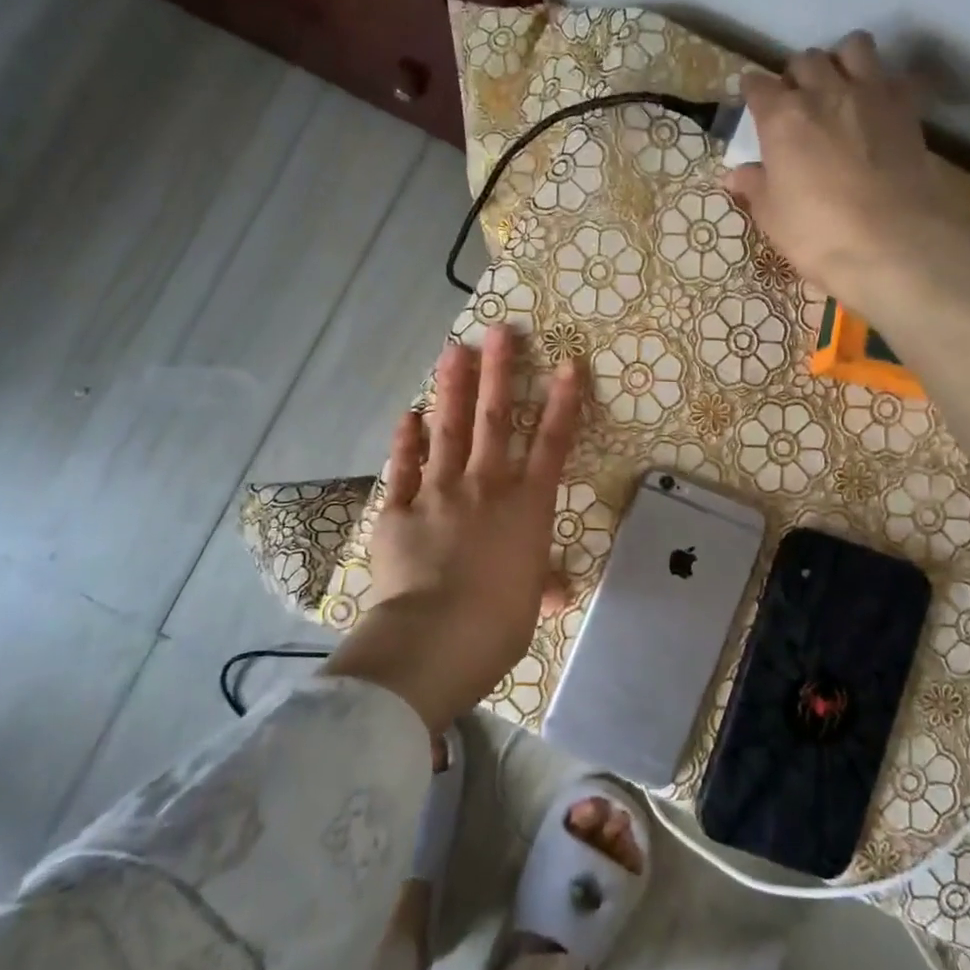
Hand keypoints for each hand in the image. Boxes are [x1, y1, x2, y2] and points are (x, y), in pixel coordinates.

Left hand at [323, 325, 582, 729]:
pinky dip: (406, 441)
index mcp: (527, 507)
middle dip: (500, 372)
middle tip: (500, 331)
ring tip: (454, 350)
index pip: (553, 445)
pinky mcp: (400, 509)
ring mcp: (440, 492)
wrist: (436, 638)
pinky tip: (408, 415)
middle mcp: (486, 487)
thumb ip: (541, 585)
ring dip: (452, 388)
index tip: (569, 364)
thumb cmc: (498, 623)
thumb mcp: (529, 603)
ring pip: (449, 430)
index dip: (564, 402)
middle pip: (496, 419)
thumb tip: (559, 591)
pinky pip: (404, 468)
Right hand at [722, 32, 969, 330]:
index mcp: (782, 117)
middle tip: (797, 102)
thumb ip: (755, 187)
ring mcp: (871, 95)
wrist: (893, 246)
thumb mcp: (773, 217)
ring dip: (842, 61)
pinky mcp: (907, 109)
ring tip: (839, 89)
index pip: (758, 85)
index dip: (753, 91)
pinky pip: (894, 76)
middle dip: (797, 75)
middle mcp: (824, 93)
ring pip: (854, 47)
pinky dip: (883, 84)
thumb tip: (736, 174)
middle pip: (805, 60)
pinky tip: (878, 109)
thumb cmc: (818, 235)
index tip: (754, 103)